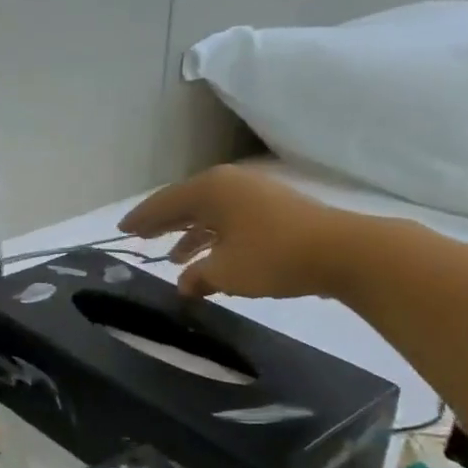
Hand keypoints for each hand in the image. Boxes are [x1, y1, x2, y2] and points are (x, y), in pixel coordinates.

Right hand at [119, 164, 346, 299]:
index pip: (164, 203)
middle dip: (164, 222)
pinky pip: (231, 217)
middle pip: (186, 202)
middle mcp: (229, 184)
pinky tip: (212, 257)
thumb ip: (197, 277)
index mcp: (210, 190)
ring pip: (210, 211)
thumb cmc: (273, 256)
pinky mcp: (275, 207)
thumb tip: (183, 284)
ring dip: (191, 233)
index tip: (123, 230)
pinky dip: (215, 235)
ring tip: (175, 257)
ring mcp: (254, 193)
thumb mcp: (226, 272)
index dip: (142, 218)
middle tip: (141, 236)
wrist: (344, 251)